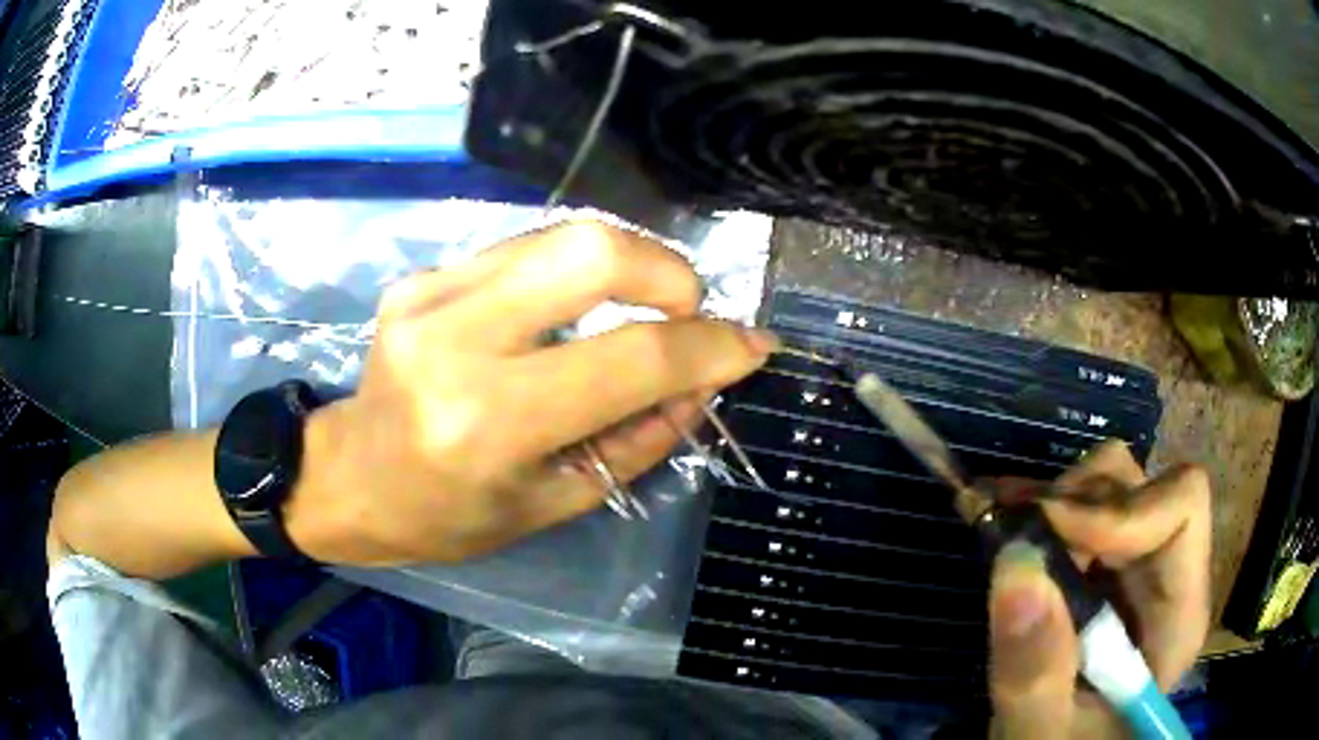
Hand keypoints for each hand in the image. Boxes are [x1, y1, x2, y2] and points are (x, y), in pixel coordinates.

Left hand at [284, 221, 777, 565]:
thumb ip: (640, 438)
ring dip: (625, 265)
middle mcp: (455, 340)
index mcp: (489, 423)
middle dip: (667, 271)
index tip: (750, 345)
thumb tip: (704, 380)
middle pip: (592, 250)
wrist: (351, 478)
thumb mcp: (555, 502)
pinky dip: (570, 272)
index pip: (630, 359)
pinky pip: (523, 249)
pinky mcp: (422, 276)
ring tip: (638, 310)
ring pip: (561, 235)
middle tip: (686, 312)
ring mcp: (431, 294)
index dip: (709, 347)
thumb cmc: (449, 514)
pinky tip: (568, 311)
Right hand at [989, 440, 1211, 737]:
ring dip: (1053, 504)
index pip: (1180, 510)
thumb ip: (1035, 673)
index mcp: (1178, 615)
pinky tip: (1000, 521)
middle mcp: (1166, 575)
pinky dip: (1038, 508)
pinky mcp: (1103, 569)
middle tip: (1012, 536)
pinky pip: (1081, 507)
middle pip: (1141, 487)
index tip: (1049, 538)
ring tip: (1001, 532)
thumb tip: (1016, 563)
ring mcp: (1135, 568)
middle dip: (1075, 504)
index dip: (1121, 510)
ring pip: (1110, 485)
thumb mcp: (1040, 734)